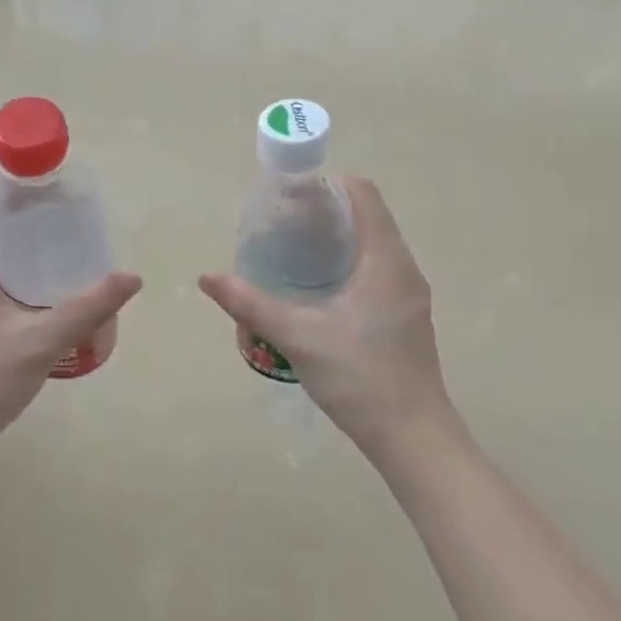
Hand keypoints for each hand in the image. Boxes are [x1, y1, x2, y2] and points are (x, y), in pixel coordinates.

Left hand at [0, 193, 141, 467]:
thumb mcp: (42, 340)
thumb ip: (88, 307)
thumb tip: (131, 277)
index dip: (11, 188)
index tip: (50, 189)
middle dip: (25, 218)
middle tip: (68, 220)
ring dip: (20, 249)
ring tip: (64, 250)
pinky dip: (14, 276)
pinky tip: (46, 293)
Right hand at [199, 177, 459, 464]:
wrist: (412, 437)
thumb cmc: (359, 377)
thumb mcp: (297, 337)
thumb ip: (250, 304)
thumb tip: (207, 277)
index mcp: (386, 260)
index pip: (363, 194)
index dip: (328, 184)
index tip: (291, 194)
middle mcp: (404, 268)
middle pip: (368, 215)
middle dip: (326, 210)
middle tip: (283, 222)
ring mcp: (409, 293)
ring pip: (373, 244)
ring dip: (337, 237)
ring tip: (294, 249)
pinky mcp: (406, 315)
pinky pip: (377, 268)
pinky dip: (348, 261)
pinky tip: (318, 287)